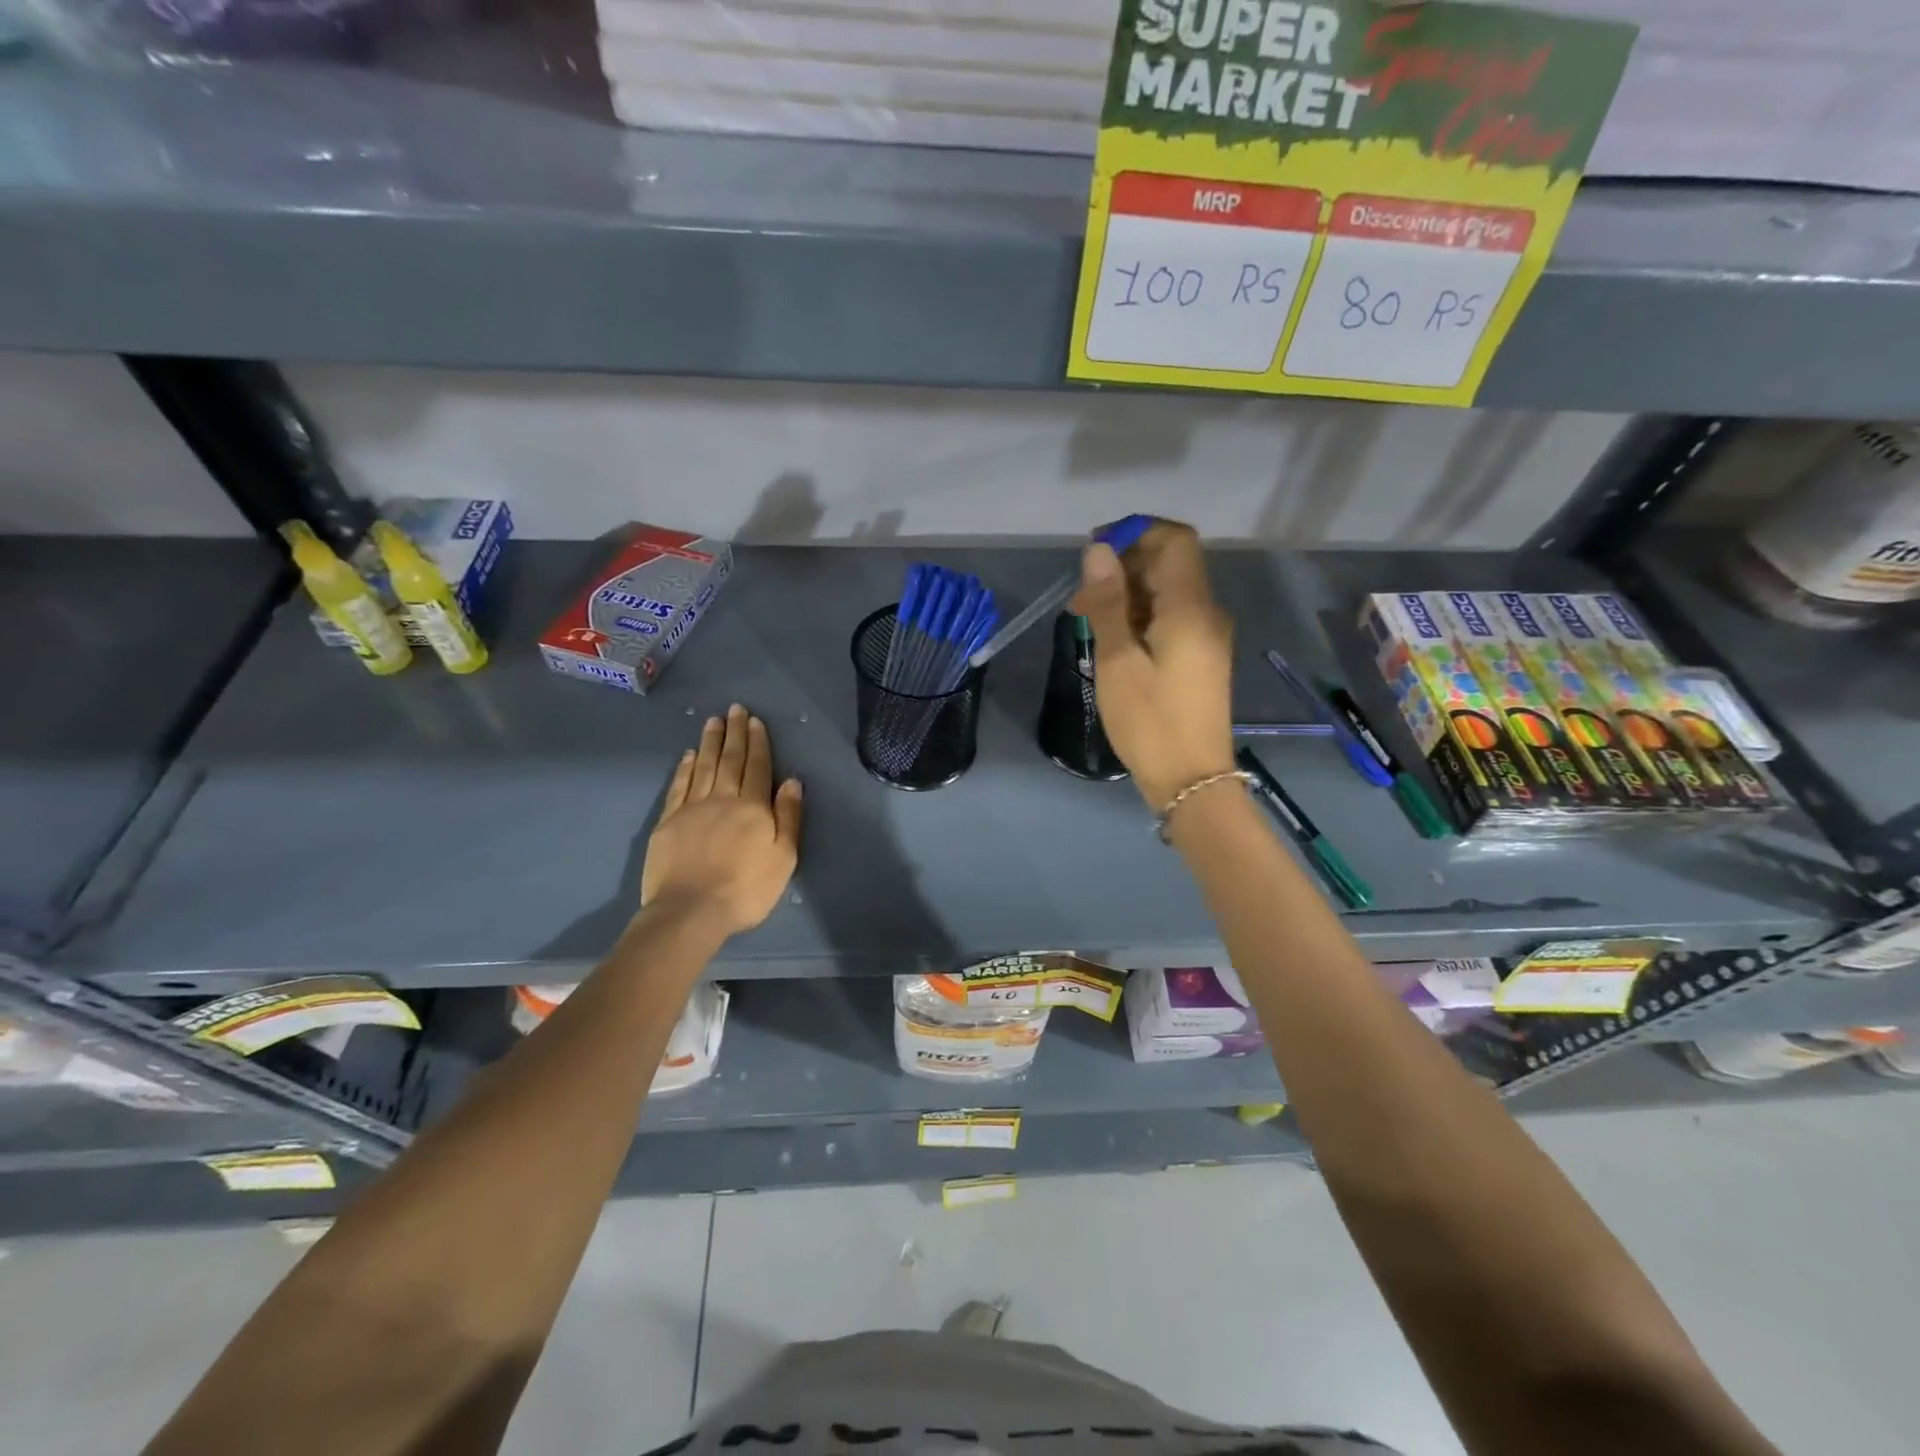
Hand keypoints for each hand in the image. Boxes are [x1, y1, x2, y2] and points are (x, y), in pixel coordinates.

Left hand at [640, 704, 802, 936]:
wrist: (690, 910)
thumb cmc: (746, 889)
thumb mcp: (783, 857)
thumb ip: (788, 817)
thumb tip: (792, 782)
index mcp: (753, 808)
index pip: (758, 767)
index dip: (758, 743)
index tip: (755, 721)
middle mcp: (723, 799)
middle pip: (730, 760)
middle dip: (734, 733)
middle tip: (735, 709)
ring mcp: (692, 808)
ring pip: (703, 766)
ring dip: (709, 742)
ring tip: (713, 721)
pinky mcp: (668, 822)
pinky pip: (679, 786)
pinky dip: (684, 768)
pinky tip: (688, 755)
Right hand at [1068, 519, 1234, 809]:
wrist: (1191, 779)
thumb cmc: (1150, 721)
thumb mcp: (1118, 661)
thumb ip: (1109, 602)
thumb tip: (1098, 550)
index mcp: (1190, 607)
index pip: (1174, 539)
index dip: (1135, 532)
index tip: (1095, 550)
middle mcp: (1207, 612)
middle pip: (1171, 562)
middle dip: (1125, 565)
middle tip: (1081, 595)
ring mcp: (1208, 635)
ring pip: (1169, 590)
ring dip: (1129, 592)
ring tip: (1088, 619)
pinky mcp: (1202, 655)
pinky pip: (1172, 616)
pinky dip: (1142, 615)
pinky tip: (1113, 638)